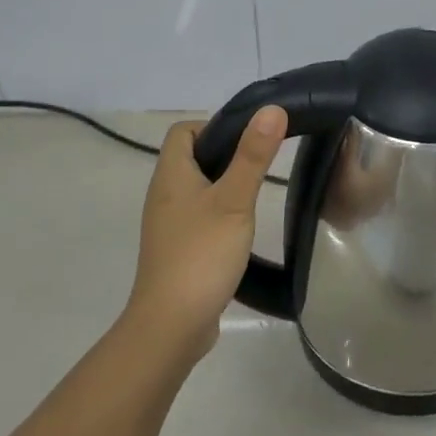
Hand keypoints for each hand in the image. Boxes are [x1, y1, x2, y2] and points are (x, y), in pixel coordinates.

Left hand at [126, 106, 286, 363]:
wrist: (171, 325)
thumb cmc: (201, 254)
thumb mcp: (234, 200)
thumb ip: (253, 156)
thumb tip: (272, 109)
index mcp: (171, 175)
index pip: (183, 131)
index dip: (213, 125)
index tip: (248, 139)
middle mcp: (163, 195)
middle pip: (191, 158)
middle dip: (225, 154)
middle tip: (261, 164)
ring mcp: (168, 225)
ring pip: (197, 189)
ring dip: (224, 186)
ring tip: (255, 195)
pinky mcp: (177, 250)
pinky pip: (198, 217)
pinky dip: (219, 214)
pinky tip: (241, 229)